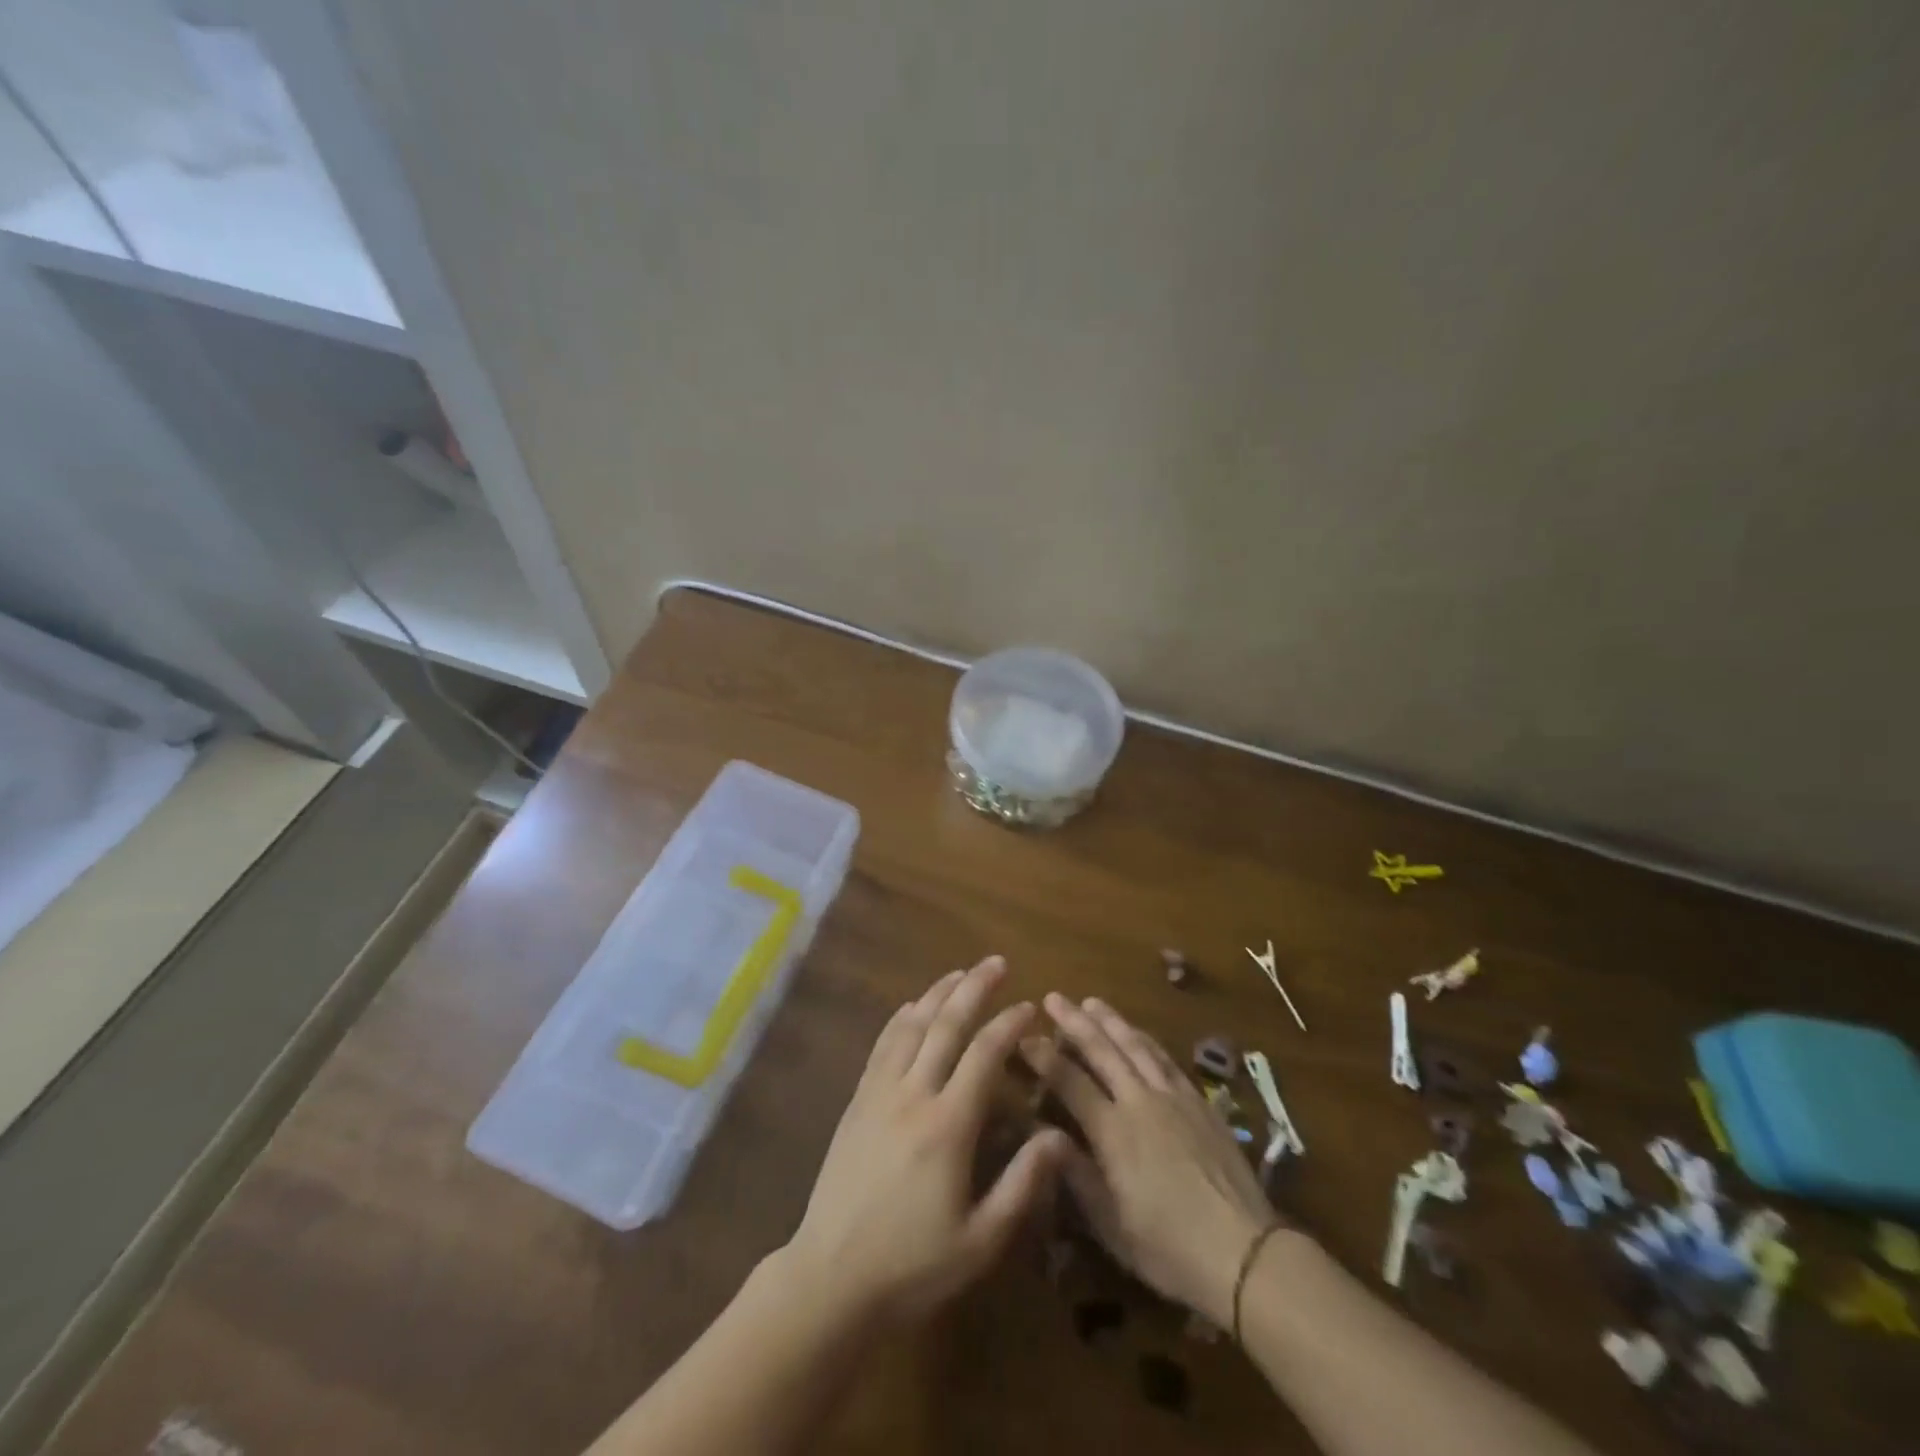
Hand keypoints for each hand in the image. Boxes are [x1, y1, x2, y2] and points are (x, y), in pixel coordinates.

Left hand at [784, 957, 1070, 1327]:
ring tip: (960, 972)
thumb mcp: (980, 1240)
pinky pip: (882, 1046)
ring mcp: (879, 1093)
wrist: (831, 1277)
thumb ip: (1022, 1185)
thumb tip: (1060, 1138)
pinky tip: (912, 1007)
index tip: (1029, 1006)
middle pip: (946, 1025)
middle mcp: (913, 1095)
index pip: (983, 1055)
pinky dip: (901, 1019)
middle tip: (997, 962)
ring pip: (911, 1026)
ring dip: (937, 994)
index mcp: (948, 1126)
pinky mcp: (857, 1101)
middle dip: (974, 988)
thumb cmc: (912, 1265)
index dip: (1008, 1025)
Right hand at [1023, 995, 1277, 1326]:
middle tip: (1053, 998)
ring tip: (1091, 1002)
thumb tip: (1041, 1134)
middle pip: (1102, 1050)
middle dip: (1074, 1022)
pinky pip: (1166, 1059)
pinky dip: (1146, 1040)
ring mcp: (1173, 1097)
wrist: (1244, 1251)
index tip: (1024, 1037)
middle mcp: (1140, 1102)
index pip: (1070, 1081)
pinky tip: (1138, 1033)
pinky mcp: (1199, 1101)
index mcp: (1113, 1131)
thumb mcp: (1110, 1225)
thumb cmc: (1168, 1248)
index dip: (1044, 1058)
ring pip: (1135, 1046)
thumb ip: (1075, 1174)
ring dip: (1110, 1021)